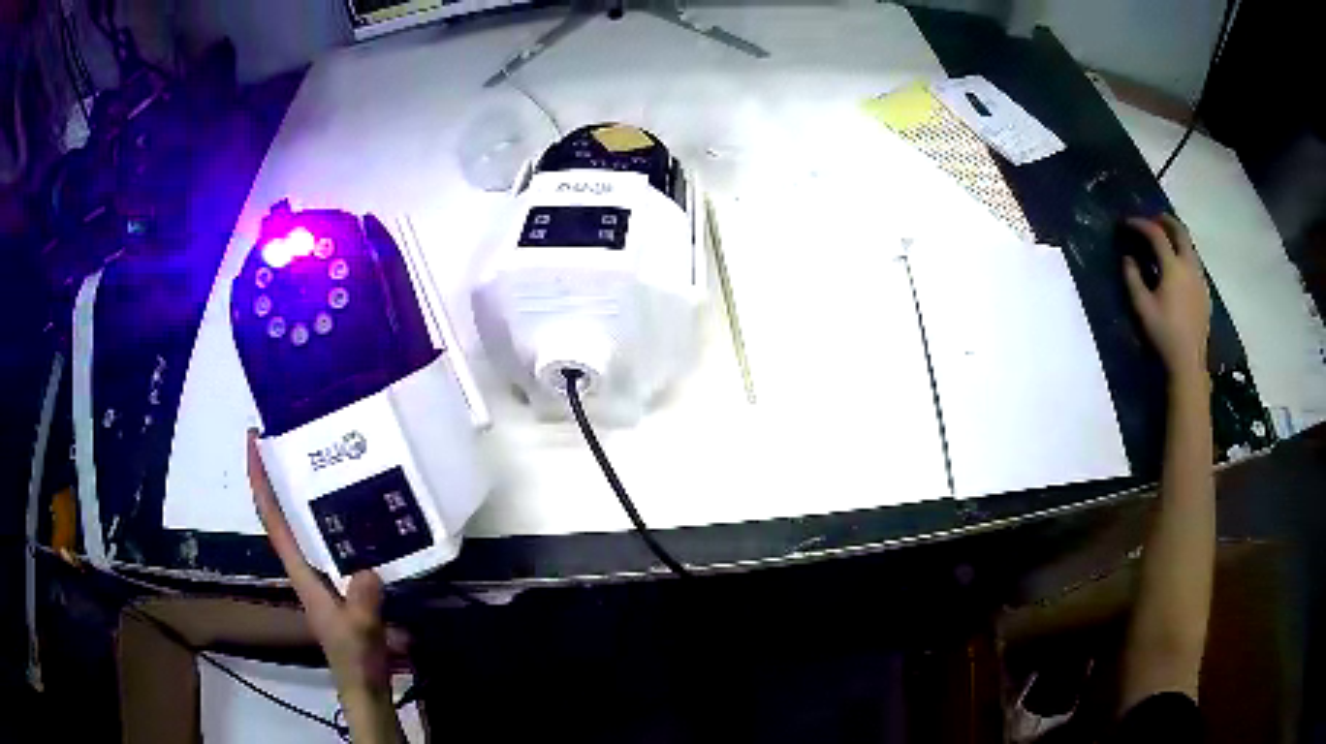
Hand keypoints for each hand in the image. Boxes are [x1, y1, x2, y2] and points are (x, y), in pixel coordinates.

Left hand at [247, 430, 400, 741]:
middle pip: (282, 512)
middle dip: (277, 474)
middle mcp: (304, 564)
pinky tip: (356, 505)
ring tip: (320, 456)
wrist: (364, 682)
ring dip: (302, 490)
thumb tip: (366, 567)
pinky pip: (330, 537)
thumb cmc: (355, 656)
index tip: (255, 442)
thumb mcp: (360, 630)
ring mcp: (321, 571)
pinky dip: (333, 515)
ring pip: (304, 522)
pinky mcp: (340, 578)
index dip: (260, 480)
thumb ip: (362, 603)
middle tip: (290, 434)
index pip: (273, 519)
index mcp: (301, 571)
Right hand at [1123, 215, 1209, 380]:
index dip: (1140, 224)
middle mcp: (1189, 266)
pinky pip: (1195, 262)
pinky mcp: (1205, 291)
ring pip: (1190, 246)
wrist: (1188, 362)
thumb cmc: (1163, 334)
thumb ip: (1133, 278)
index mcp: (1173, 267)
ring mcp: (1200, 278)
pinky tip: (1178, 266)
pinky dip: (1184, 253)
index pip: (1156, 234)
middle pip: (1179, 231)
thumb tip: (1128, 257)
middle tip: (1152, 220)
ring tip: (1165, 240)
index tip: (1127, 223)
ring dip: (1176, 236)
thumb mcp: (1142, 307)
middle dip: (1165, 221)